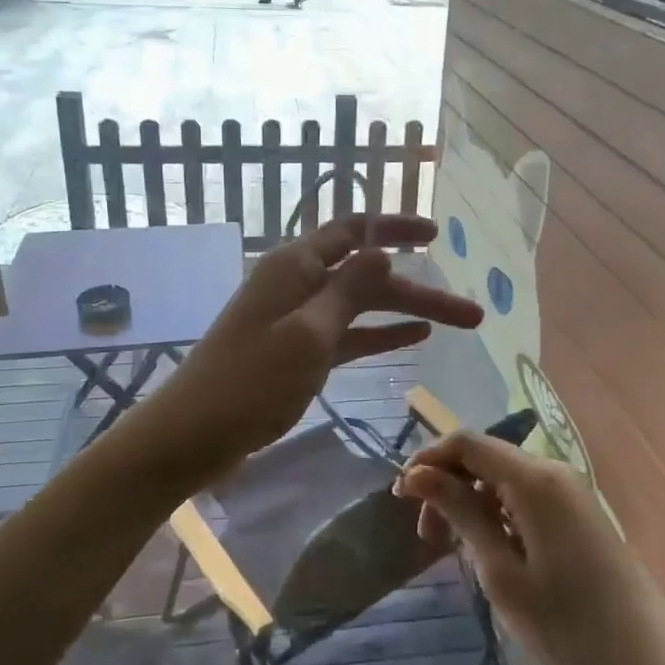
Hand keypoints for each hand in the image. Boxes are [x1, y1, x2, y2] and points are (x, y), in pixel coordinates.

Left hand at [150, 215, 481, 476]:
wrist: (192, 435)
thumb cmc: (249, 382)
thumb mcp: (307, 333)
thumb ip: (348, 289)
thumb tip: (383, 250)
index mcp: (296, 265)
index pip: (355, 230)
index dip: (396, 228)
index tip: (436, 236)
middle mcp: (299, 283)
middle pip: (368, 275)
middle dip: (419, 288)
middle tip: (472, 312)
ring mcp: (298, 318)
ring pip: (363, 306)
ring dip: (407, 313)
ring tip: (458, 324)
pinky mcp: (298, 351)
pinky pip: (348, 334)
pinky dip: (380, 334)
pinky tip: (414, 338)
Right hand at [397, 433, 664, 664]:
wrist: (646, 656)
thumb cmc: (567, 620)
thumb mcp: (501, 571)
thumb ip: (460, 514)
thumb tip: (417, 474)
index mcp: (534, 479)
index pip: (467, 443)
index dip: (428, 460)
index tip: (401, 496)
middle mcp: (552, 471)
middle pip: (484, 458)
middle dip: (447, 486)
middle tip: (425, 535)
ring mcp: (568, 489)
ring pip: (502, 478)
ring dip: (469, 502)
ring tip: (451, 548)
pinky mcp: (576, 510)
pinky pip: (523, 495)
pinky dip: (495, 512)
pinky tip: (486, 549)